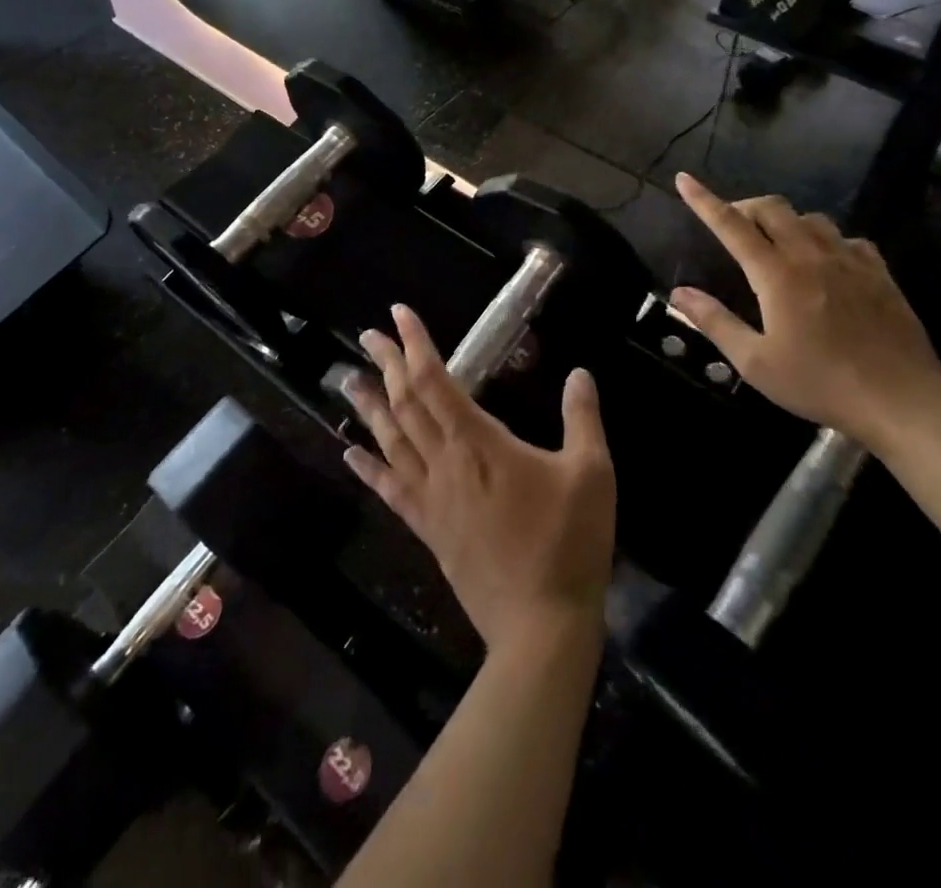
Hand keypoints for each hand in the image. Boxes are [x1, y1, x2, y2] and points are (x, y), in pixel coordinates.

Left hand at [343, 305, 615, 653]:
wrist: (541, 625)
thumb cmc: (569, 542)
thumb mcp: (592, 472)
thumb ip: (583, 418)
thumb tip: (580, 373)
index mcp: (479, 443)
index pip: (435, 381)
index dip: (416, 345)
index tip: (399, 315)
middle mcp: (445, 463)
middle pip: (406, 404)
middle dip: (387, 365)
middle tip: (369, 336)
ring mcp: (431, 499)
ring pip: (391, 442)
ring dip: (369, 408)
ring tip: (348, 380)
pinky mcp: (429, 530)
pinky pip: (391, 491)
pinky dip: (369, 469)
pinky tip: (351, 455)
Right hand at [668, 174, 940, 452]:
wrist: (901, 400)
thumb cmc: (820, 383)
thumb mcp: (755, 363)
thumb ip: (715, 322)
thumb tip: (678, 293)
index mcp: (777, 274)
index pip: (731, 225)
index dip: (704, 201)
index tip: (684, 179)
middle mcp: (812, 255)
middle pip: (773, 208)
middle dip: (746, 206)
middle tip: (732, 224)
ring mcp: (850, 260)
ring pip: (811, 218)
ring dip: (785, 221)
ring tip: (776, 242)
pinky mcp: (879, 273)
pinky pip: (847, 238)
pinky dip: (826, 240)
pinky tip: (826, 261)